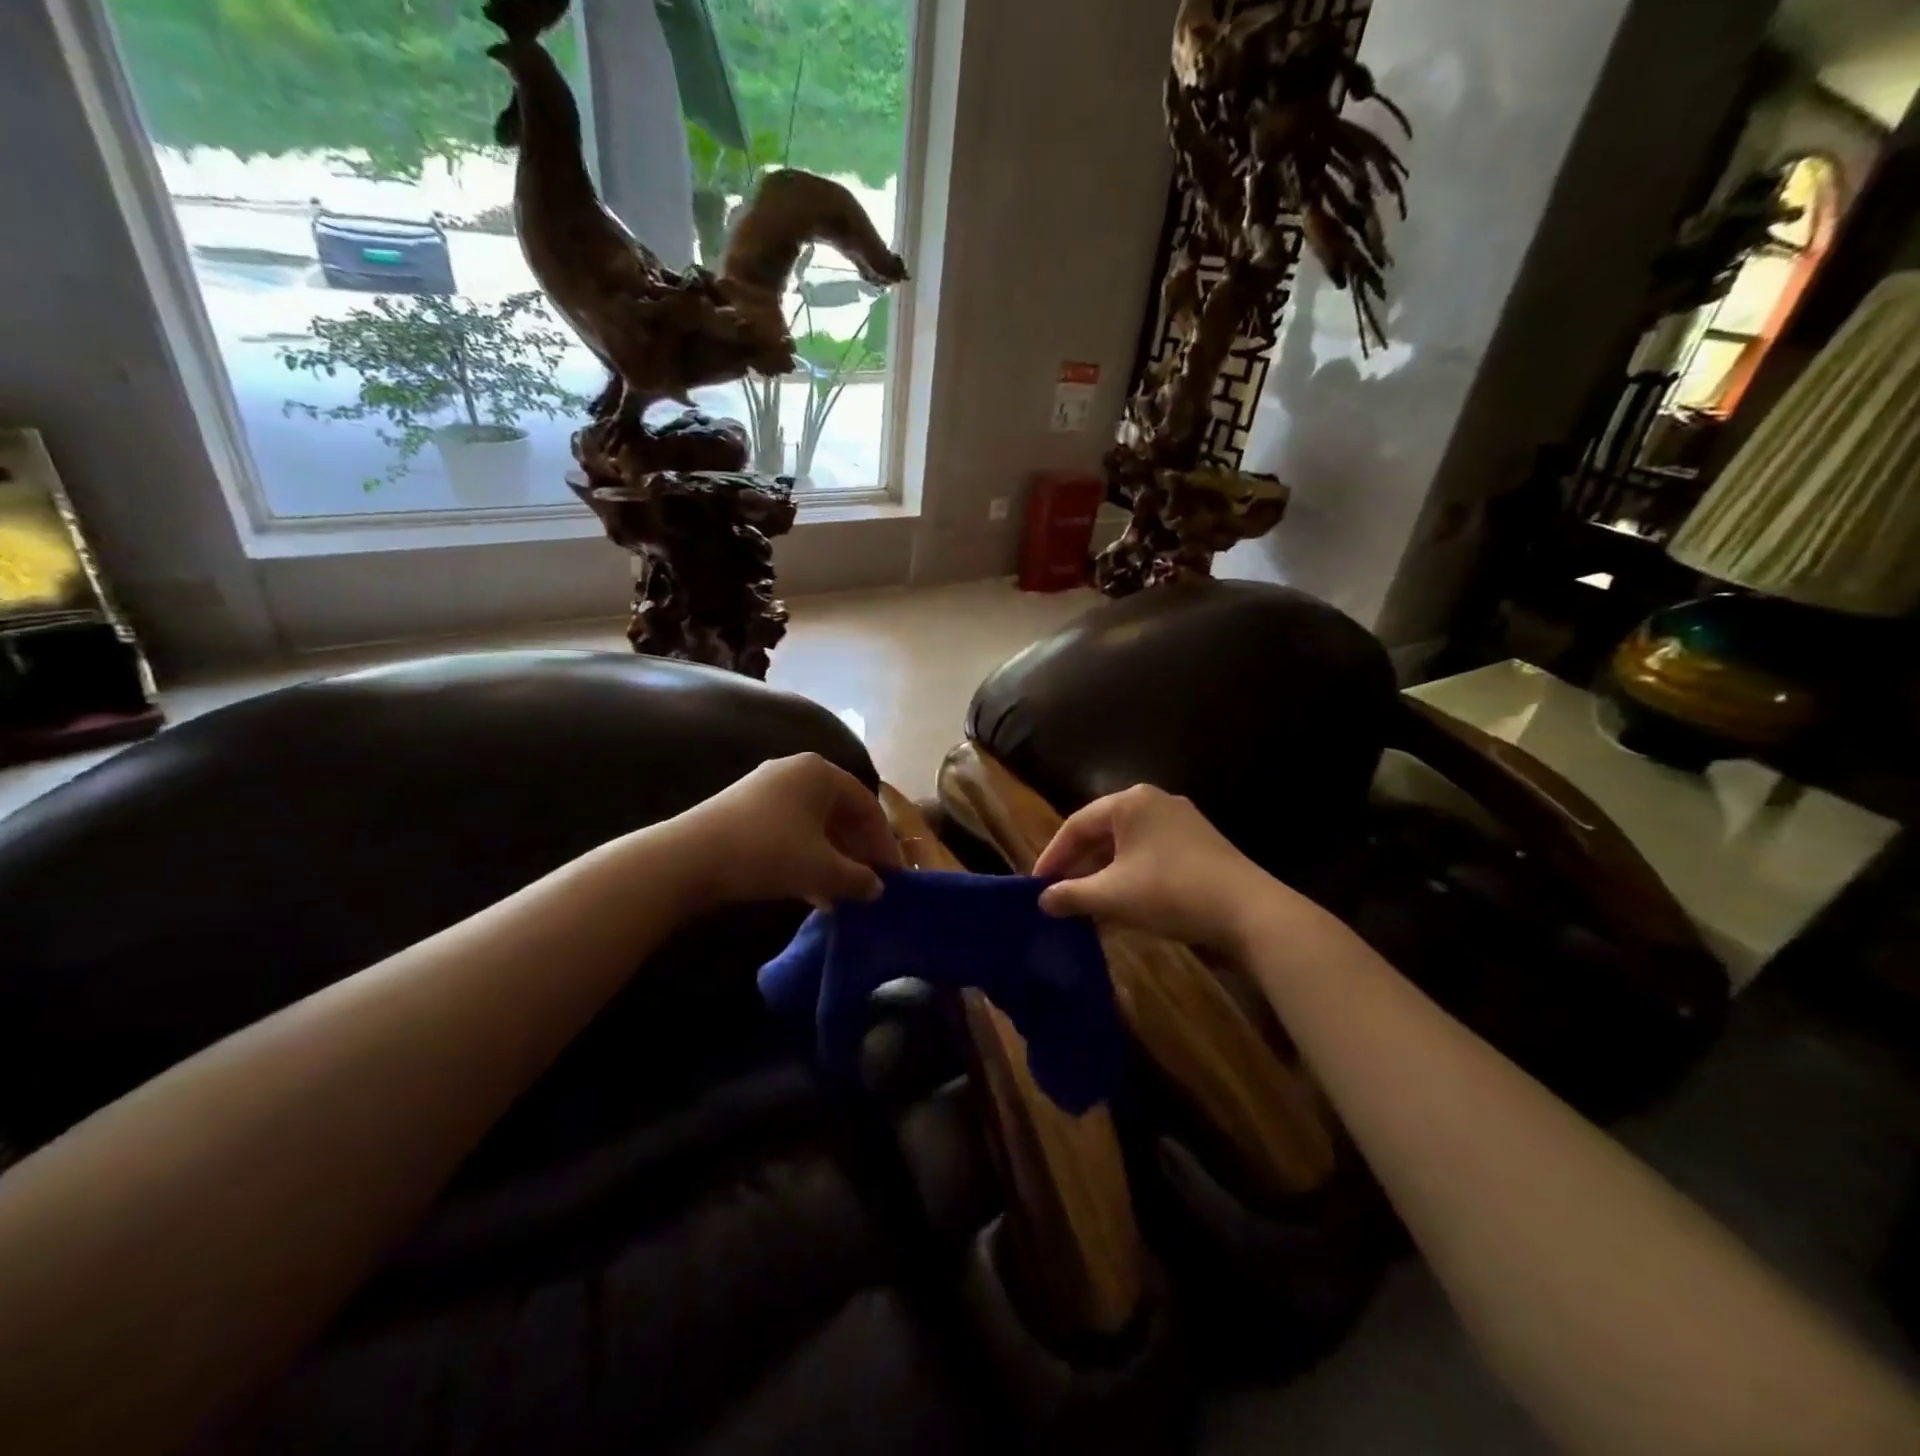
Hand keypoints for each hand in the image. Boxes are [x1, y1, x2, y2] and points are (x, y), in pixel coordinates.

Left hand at [675, 753, 901, 907]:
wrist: (688, 858)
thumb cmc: (768, 852)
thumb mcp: (822, 869)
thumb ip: (857, 878)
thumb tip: (877, 889)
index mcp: (821, 772)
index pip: (868, 805)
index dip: (883, 843)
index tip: (891, 876)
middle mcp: (795, 771)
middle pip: (840, 813)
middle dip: (856, 852)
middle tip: (867, 885)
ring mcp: (766, 788)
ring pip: (814, 825)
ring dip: (831, 859)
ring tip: (840, 896)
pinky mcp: (743, 809)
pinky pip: (789, 831)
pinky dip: (805, 857)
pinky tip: (810, 892)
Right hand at [1034, 785, 1286, 950]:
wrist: (1249, 912)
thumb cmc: (1170, 892)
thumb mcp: (1112, 896)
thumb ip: (1071, 895)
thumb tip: (1043, 901)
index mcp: (1129, 802)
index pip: (1076, 825)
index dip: (1052, 856)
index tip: (1036, 886)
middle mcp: (1155, 803)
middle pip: (1103, 833)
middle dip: (1079, 867)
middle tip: (1059, 896)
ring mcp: (1182, 823)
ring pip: (1127, 847)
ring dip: (1104, 876)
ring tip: (1086, 906)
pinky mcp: (1201, 846)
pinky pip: (1151, 856)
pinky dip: (1131, 878)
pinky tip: (1123, 907)